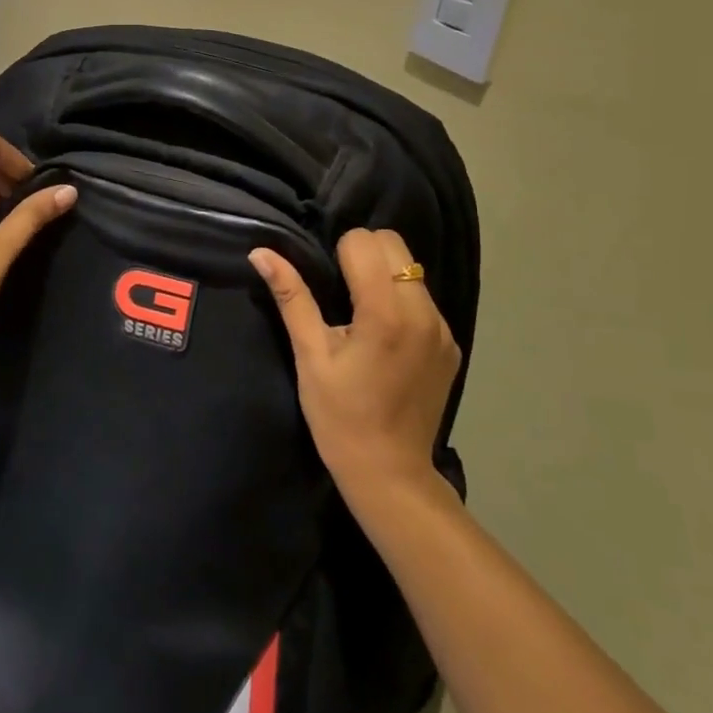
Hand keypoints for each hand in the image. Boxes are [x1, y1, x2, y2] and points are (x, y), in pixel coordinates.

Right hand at [250, 229, 459, 495]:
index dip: (339, 253)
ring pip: (411, 268)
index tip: (327, 285)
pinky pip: (424, 298)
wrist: (389, 472)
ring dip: (384, 275)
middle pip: (394, 244)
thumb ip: (291, 297)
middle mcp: (422, 311)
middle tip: (342, 293)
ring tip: (363, 315)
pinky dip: (402, 300)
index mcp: (385, 312)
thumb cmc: (339, 416)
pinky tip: (385, 338)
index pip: (364, 241)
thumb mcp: (309, 356)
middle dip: (364, 254)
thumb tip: (261, 253)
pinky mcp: (451, 343)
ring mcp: (442, 328)